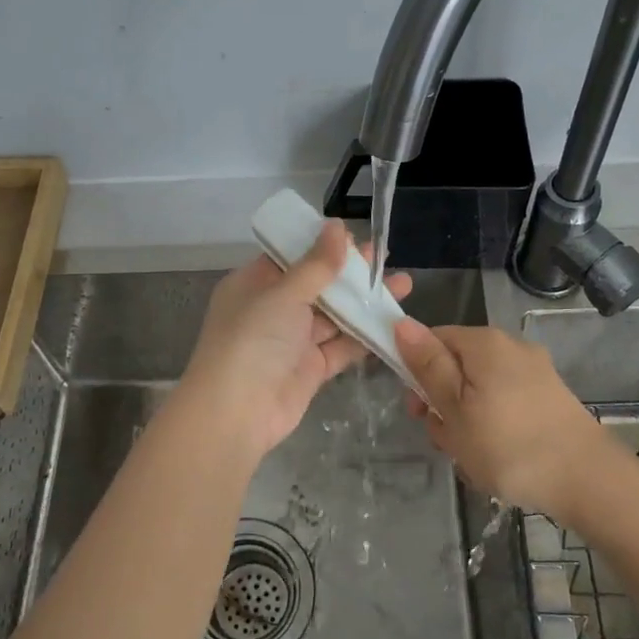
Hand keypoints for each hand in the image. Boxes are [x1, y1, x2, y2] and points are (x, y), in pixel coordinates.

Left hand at [182, 220, 410, 455]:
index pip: (291, 257)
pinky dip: (365, 336)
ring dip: (364, 302)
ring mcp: (292, 341)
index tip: (356, 237)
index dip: (322, 246)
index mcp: (254, 284)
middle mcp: (271, 309)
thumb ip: (316, 264)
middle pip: (316, 285)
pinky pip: (341, 347)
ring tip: (402, 284)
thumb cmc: (252, 340)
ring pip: (333, 316)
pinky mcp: (310, 369)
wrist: (236, 413)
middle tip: (386, 257)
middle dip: (351, 273)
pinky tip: (394, 322)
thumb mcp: (284, 294)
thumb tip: (336, 225)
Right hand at [394, 320, 616, 522]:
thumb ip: (427, 365)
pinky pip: (505, 404)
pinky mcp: (549, 398)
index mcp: (484, 342)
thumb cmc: (508, 445)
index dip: (416, 371)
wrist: (587, 481)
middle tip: (446, 441)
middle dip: (443, 402)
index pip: (433, 339)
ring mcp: (535, 373)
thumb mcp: (454, 408)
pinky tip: (497, 458)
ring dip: (466, 420)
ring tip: (472, 458)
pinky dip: (493, 426)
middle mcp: (511, 347)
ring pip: (480, 390)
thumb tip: (402, 323)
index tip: (418, 410)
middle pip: (457, 366)